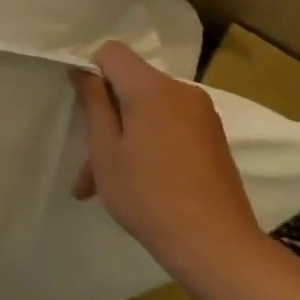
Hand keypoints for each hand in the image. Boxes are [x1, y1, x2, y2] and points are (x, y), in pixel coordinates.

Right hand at [68, 42, 266, 286]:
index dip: (91, 73)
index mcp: (153, 88)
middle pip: (131, 85)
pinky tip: (136, 184)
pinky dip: (148, 146)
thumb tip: (83, 71)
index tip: (83, 109)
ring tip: (103, 184)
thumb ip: (93, 103)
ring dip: (124, 137)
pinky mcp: (214, 140)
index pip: (112, 52)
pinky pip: (169, 128)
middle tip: (88, 160)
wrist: (217, 246)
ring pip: (148, 111)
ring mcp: (203, 116)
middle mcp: (183, 92)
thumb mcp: (105, 149)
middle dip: (105, 115)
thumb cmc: (149, 194)